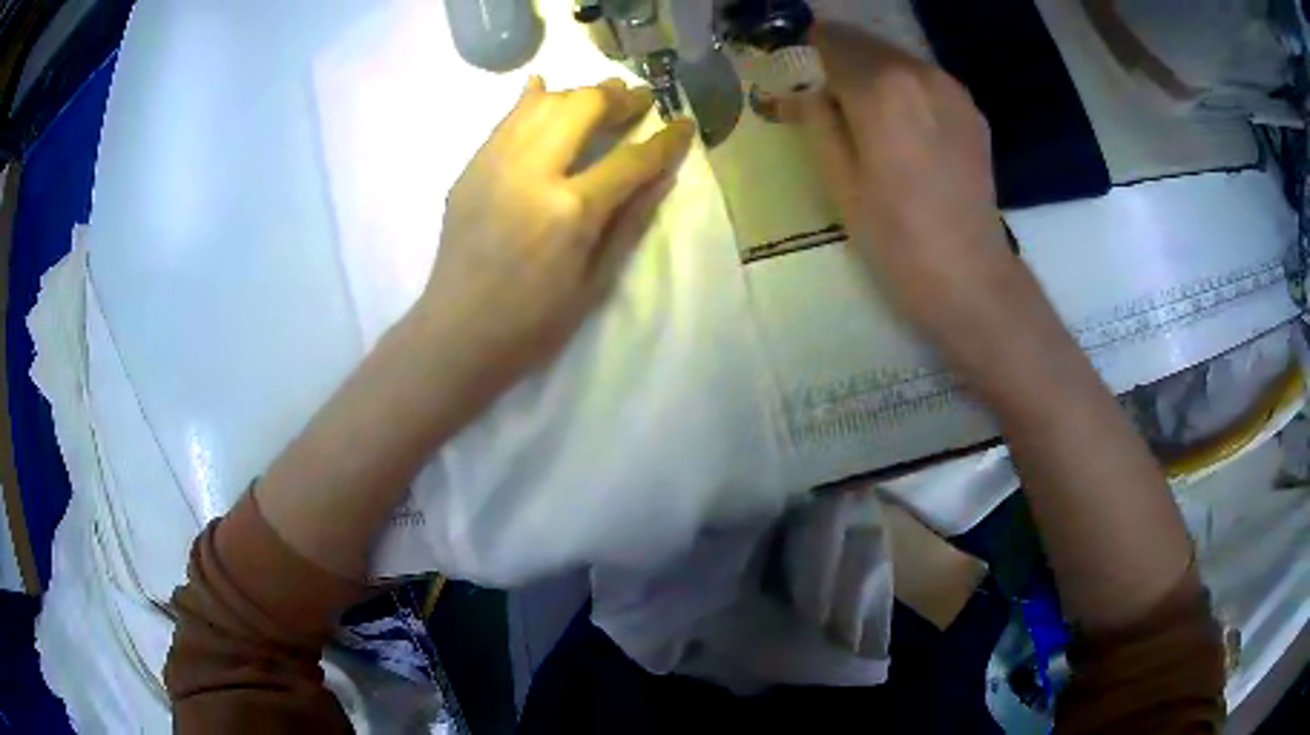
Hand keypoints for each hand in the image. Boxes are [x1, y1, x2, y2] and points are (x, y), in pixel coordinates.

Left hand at [419, 76, 694, 394]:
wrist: (456, 334)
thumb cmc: (533, 323)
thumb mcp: (595, 283)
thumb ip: (630, 223)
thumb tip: (662, 177)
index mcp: (571, 210)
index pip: (631, 159)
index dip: (665, 139)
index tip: (683, 124)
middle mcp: (532, 172)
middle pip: (583, 108)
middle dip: (619, 98)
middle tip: (638, 101)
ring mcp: (495, 164)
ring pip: (543, 103)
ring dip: (579, 93)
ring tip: (600, 97)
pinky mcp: (471, 168)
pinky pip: (505, 118)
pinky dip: (530, 100)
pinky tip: (544, 89)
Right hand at [791, 23, 1021, 349]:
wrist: (969, 275)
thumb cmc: (895, 237)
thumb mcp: (837, 180)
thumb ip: (815, 119)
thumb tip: (802, 90)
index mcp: (881, 87)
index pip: (829, 40)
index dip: (805, 54)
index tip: (796, 79)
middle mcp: (919, 72)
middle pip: (864, 42)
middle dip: (838, 59)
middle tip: (826, 98)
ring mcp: (952, 89)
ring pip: (896, 57)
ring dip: (872, 73)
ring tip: (865, 116)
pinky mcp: (972, 110)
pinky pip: (925, 79)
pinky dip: (904, 88)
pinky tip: (904, 128)